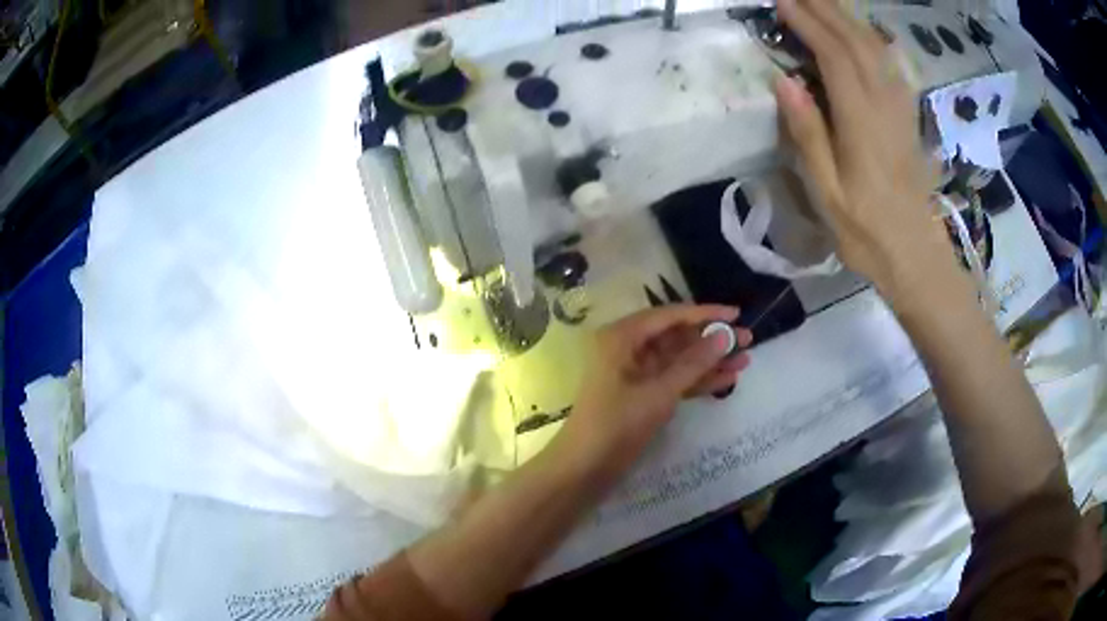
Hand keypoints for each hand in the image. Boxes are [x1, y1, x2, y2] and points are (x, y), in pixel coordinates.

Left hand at [559, 305, 751, 473]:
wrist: (585, 468)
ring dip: (709, 362)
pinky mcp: (642, 394)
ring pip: (678, 360)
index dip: (705, 314)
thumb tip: (724, 336)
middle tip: (749, 340)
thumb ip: (693, 364)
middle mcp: (627, 348)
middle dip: (711, 340)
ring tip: (746, 360)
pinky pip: (674, 380)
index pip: (670, 316)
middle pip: (676, 337)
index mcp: (621, 337)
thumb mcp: (659, 393)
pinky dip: (698, 381)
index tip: (737, 315)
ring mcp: (635, 373)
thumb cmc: (617, 424)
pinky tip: (727, 380)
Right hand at [775, 0, 949, 290]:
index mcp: (860, 122)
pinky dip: (873, 41)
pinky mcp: (908, 118)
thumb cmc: (865, 231)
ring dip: (848, 18)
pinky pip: (892, 66)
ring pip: (876, 49)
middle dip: (826, 9)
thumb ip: (807, 133)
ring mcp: (900, 110)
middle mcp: (884, 106)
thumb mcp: (826, 191)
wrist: (913, 255)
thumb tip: (783, 80)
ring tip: (824, 2)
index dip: (808, 24)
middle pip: (856, 42)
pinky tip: (863, 33)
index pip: (834, 56)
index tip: (782, 3)